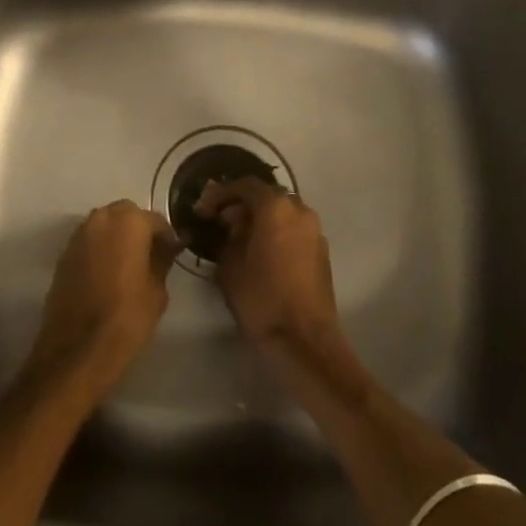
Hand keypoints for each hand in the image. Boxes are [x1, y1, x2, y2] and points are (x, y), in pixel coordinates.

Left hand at [22, 201, 179, 402]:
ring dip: (117, 236)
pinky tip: (106, 274)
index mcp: (129, 222)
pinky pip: (89, 242)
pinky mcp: (64, 254)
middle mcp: (101, 219)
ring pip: (104, 225)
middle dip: (139, 229)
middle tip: (149, 255)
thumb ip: (162, 260)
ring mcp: (79, 235)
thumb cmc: (127, 317)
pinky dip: (100, 249)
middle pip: (126, 214)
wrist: (78, 349)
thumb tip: (167, 247)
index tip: (172, 254)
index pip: (156, 220)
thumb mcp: (157, 290)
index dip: (166, 237)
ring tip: (127, 264)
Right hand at [195, 178, 343, 354]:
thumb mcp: (230, 266)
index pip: (246, 186)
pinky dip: (276, 232)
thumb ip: (229, 237)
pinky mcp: (321, 251)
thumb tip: (233, 226)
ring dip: (260, 219)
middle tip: (220, 221)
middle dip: (242, 205)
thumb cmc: (262, 299)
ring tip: (239, 238)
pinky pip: (294, 229)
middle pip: (267, 196)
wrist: (305, 340)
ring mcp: (314, 231)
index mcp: (276, 208)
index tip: (204, 209)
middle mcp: (299, 211)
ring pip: (282, 212)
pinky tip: (261, 252)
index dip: (221, 194)